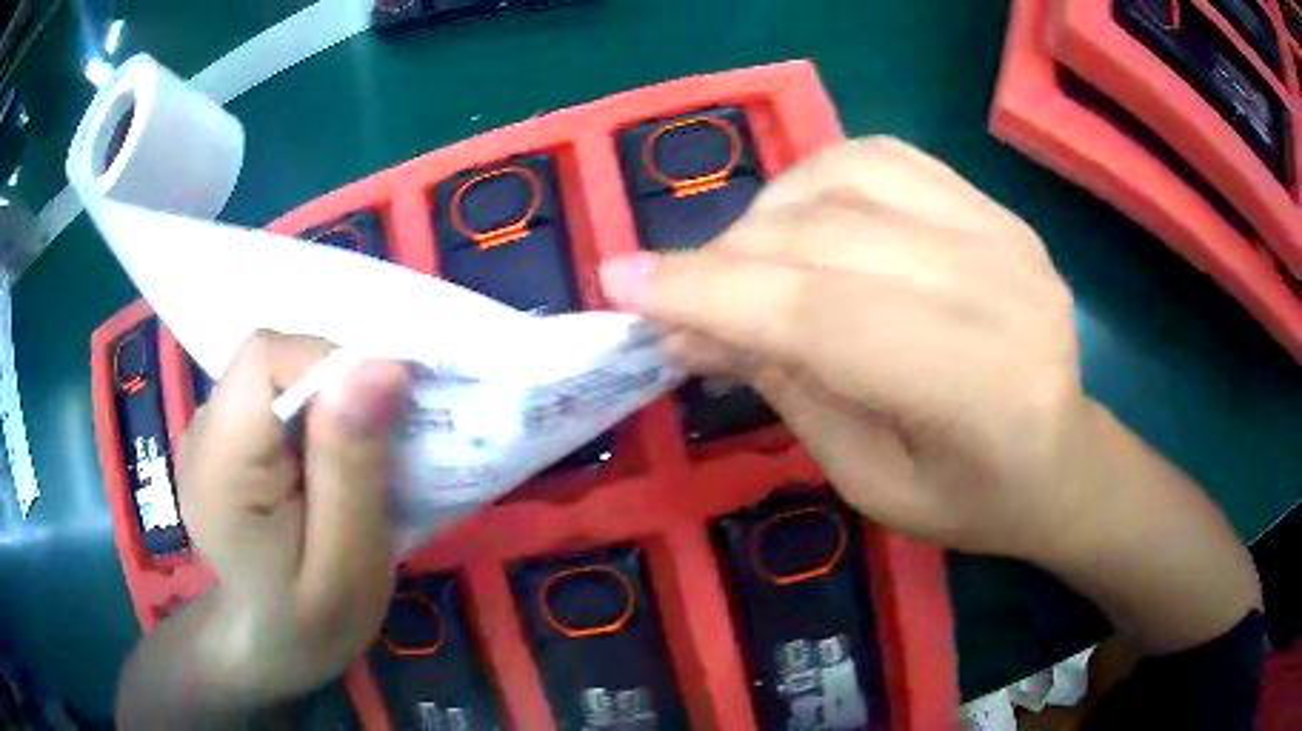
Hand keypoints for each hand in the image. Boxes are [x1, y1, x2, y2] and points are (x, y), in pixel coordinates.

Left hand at [117, 331, 408, 722]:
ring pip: (278, 371)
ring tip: (356, 461)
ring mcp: (208, 429)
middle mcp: (202, 431)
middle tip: (381, 447)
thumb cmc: (311, 623)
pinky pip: (274, 393)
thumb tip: (379, 366)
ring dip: (330, 400)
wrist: (267, 646)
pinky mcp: (224, 434)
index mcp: (220, 466)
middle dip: (339, 386)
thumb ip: (352, 466)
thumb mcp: (348, 564)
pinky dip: (314, 412)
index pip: (266, 359)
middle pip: (274, 359)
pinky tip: (327, 461)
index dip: (332, 364)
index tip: (388, 410)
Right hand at [601, 138, 1258, 652]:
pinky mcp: (999, 209)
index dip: (713, 293)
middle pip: (830, 237)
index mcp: (980, 391)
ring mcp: (1006, 233)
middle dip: (725, 259)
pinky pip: (885, 158)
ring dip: (768, 212)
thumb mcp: (871, 482)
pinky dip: (819, 178)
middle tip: (671, 294)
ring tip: (742, 262)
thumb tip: (691, 328)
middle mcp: (1002, 289)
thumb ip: (790, 391)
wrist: (1066, 460)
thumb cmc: (973, 501)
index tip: (621, 283)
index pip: (824, 316)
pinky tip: (800, 220)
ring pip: (850, 177)